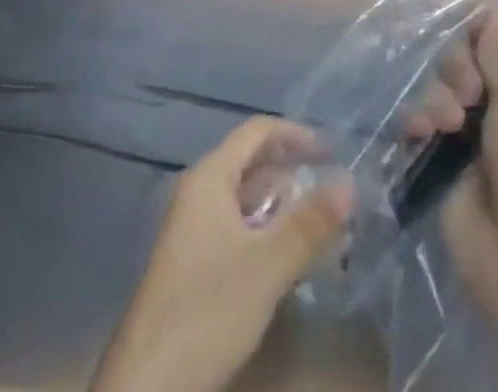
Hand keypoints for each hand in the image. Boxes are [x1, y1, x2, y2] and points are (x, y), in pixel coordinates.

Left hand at [90, 117, 353, 391]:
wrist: (147, 387)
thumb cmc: (207, 311)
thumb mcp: (268, 266)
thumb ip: (310, 224)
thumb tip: (350, 182)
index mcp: (210, 178)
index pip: (257, 131)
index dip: (296, 134)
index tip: (333, 152)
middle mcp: (198, 193)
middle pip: (251, 163)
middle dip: (292, 173)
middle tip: (331, 194)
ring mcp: (193, 229)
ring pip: (245, 199)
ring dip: (281, 207)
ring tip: (318, 228)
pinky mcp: (193, 263)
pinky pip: (237, 228)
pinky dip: (265, 232)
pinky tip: (286, 259)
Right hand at [407, 14, 497, 337]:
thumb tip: (497, 9)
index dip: (487, 34)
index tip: (475, 35)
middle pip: (468, 58)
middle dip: (460, 67)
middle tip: (470, 90)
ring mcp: (474, 134)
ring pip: (442, 86)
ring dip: (440, 96)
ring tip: (448, 124)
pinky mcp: (445, 161)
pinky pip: (422, 120)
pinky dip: (418, 120)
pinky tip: (420, 132)